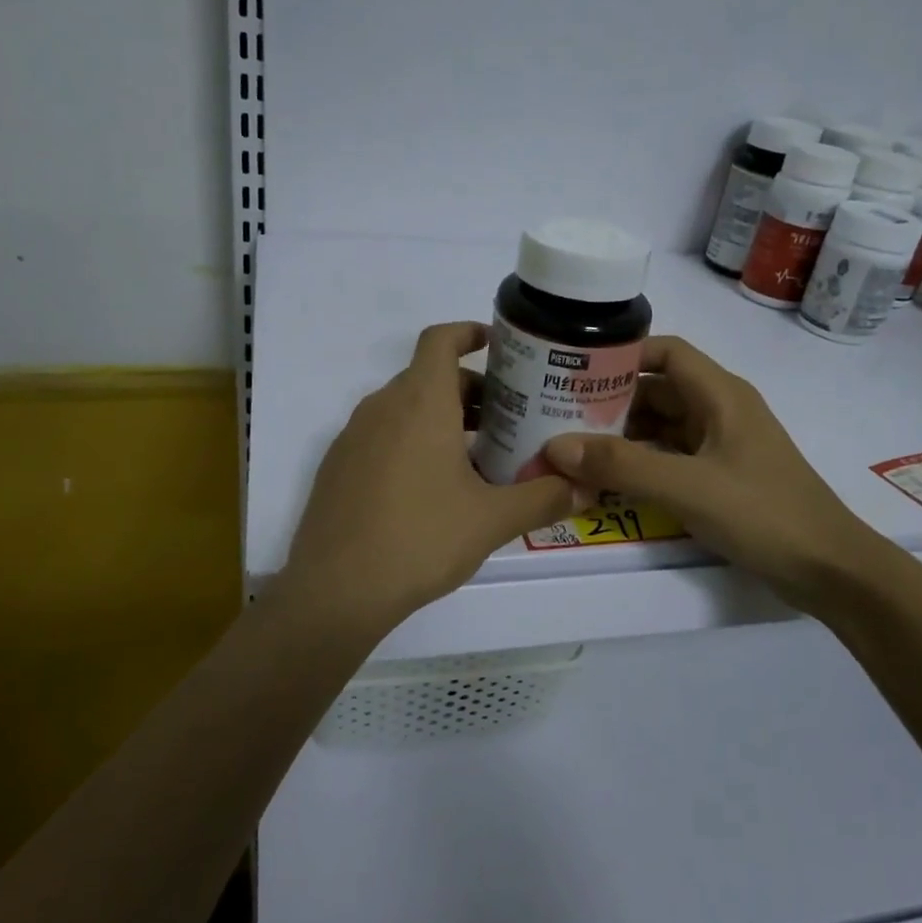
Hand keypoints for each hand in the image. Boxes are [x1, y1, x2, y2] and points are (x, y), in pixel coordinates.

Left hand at [278, 322, 575, 634]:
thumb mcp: (492, 520)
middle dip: (469, 390)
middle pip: (427, 377)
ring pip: (403, 408)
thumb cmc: (421, 539)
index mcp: (419, 402)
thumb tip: (585, 489)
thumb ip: (544, 498)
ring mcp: (352, 437)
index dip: (467, 332)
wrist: (336, 590)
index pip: (439, 340)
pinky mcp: (337, 467)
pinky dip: (410, 441)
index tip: (496, 345)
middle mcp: (381, 407)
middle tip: (506, 419)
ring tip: (477, 457)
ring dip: (440, 418)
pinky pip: (381, 436)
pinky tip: (431, 489)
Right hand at [542, 336, 885, 609]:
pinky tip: (609, 479)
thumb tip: (555, 447)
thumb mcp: (686, 487)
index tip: (576, 370)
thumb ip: (621, 465)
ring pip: (662, 426)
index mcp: (721, 395)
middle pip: (658, 390)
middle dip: (611, 401)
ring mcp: (722, 446)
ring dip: (623, 435)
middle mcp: (721, 411)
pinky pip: (671, 457)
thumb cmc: (763, 514)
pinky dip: (641, 462)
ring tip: (574, 447)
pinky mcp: (721, 478)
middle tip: (559, 415)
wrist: (830, 571)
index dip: (622, 354)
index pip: (666, 352)